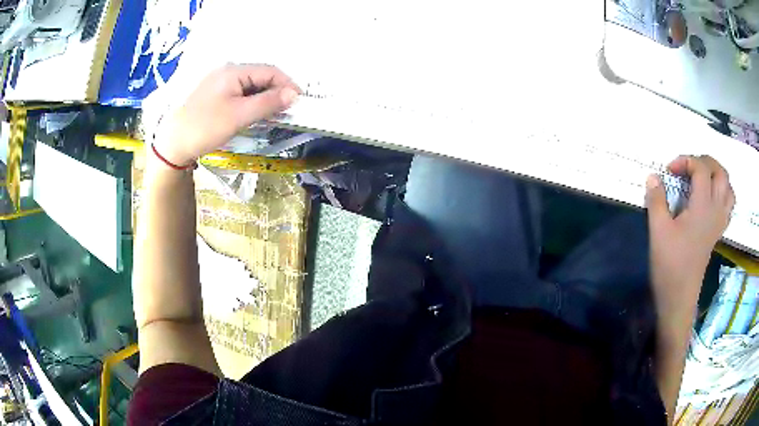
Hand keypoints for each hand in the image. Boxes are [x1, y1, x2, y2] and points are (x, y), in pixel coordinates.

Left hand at [154, 64, 300, 166]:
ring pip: (250, 85)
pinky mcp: (214, 93)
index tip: (299, 102)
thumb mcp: (239, 115)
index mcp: (234, 71)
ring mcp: (219, 82)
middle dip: (276, 91)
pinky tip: (253, 113)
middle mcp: (227, 71)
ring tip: (272, 114)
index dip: (288, 84)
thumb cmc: (206, 127)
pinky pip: (239, 92)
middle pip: (260, 76)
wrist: (173, 144)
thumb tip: (294, 94)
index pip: (270, 71)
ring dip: (264, 97)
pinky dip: (251, 101)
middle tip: (287, 111)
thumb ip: (268, 102)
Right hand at [645, 155, 734, 315]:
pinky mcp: (718, 232)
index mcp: (702, 206)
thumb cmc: (670, 265)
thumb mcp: (658, 231)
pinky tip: (711, 197)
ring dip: (717, 175)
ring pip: (728, 187)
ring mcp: (719, 222)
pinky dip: (722, 192)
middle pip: (720, 172)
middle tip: (688, 167)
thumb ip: (656, 200)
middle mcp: (715, 210)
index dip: (685, 161)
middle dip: (704, 161)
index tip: (669, 170)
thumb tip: (653, 176)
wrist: (679, 297)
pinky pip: (728, 204)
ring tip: (702, 177)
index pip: (701, 168)